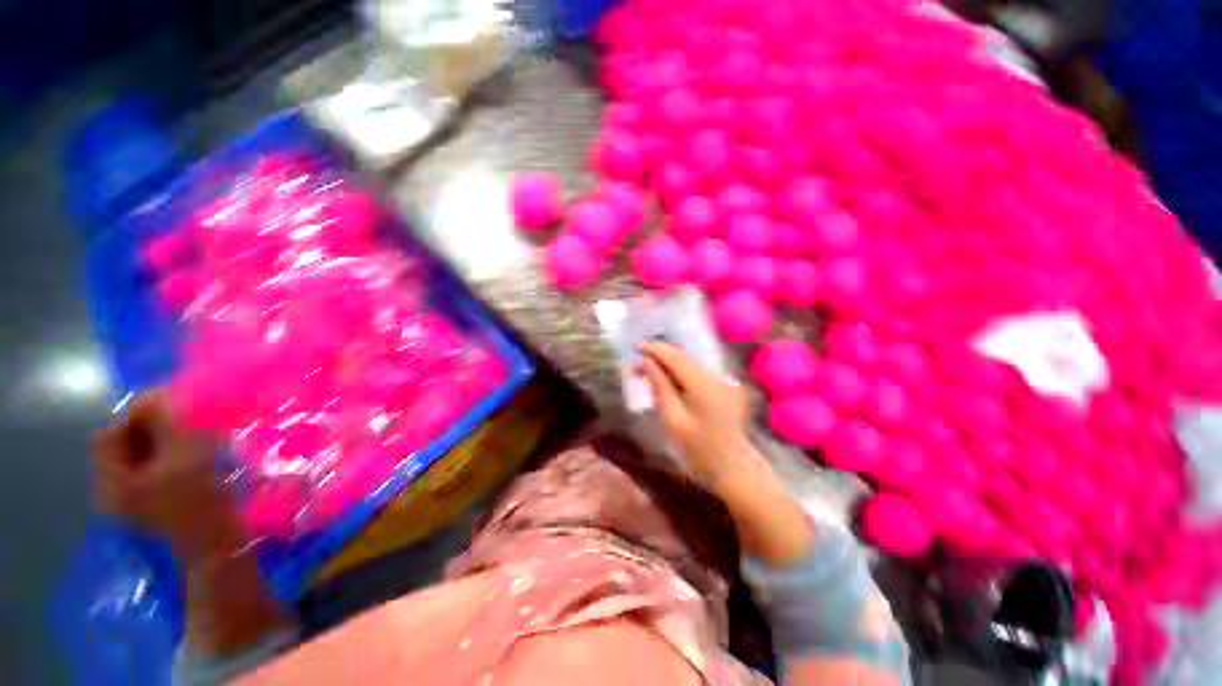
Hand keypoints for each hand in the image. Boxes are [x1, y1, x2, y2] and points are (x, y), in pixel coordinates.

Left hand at [92, 391, 243, 560]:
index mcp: (111, 480)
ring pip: (148, 456)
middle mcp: (117, 489)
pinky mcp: (160, 503)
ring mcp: (139, 500)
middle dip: (157, 427)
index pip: (111, 433)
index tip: (174, 408)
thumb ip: (167, 421)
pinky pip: (162, 469)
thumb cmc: (199, 501)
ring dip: (171, 440)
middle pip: (128, 445)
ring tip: (200, 438)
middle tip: (189, 421)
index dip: (137, 415)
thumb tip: (160, 393)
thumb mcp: (184, 455)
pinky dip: (178, 456)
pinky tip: (201, 457)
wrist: (222, 546)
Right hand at [640, 343, 753, 487]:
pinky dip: (681, 372)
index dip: (656, 350)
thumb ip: (660, 387)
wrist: (734, 467)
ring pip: (691, 364)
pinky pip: (698, 372)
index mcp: (704, 386)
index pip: (676, 358)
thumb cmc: (699, 450)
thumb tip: (647, 362)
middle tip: (637, 363)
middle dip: (660, 357)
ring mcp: (724, 380)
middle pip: (684, 358)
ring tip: (648, 371)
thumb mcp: (674, 420)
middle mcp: (717, 377)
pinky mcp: (725, 386)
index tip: (636, 348)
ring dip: (669, 364)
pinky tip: (668, 380)